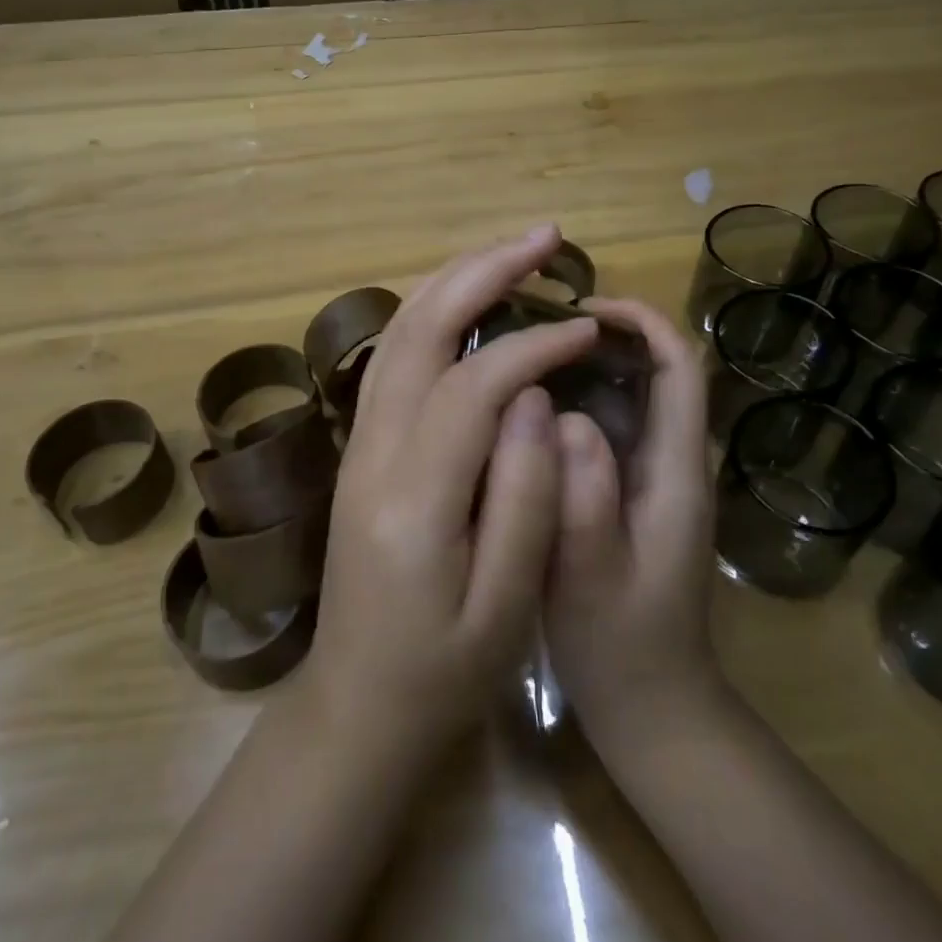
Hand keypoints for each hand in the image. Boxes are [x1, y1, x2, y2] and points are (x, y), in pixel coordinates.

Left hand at [304, 226, 599, 754]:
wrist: (355, 705)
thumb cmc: (442, 672)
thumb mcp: (505, 608)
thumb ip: (524, 496)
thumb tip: (535, 396)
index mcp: (412, 495)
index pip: (473, 383)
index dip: (534, 344)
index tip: (586, 328)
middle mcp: (372, 449)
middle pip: (420, 329)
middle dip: (484, 271)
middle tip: (546, 236)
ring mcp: (358, 441)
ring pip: (399, 331)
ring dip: (456, 279)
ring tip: (513, 250)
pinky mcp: (361, 444)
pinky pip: (393, 353)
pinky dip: (433, 309)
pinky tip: (467, 298)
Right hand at [545, 297, 722, 747]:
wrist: (650, 705)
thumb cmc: (623, 644)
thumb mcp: (594, 577)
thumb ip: (585, 499)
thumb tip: (565, 416)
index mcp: (675, 470)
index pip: (681, 368)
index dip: (643, 322)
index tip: (584, 307)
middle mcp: (671, 459)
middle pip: (657, 369)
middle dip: (609, 332)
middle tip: (537, 324)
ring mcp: (651, 476)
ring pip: (630, 394)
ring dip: (589, 362)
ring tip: (524, 351)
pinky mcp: (628, 491)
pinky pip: (609, 425)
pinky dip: (575, 399)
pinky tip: (526, 408)